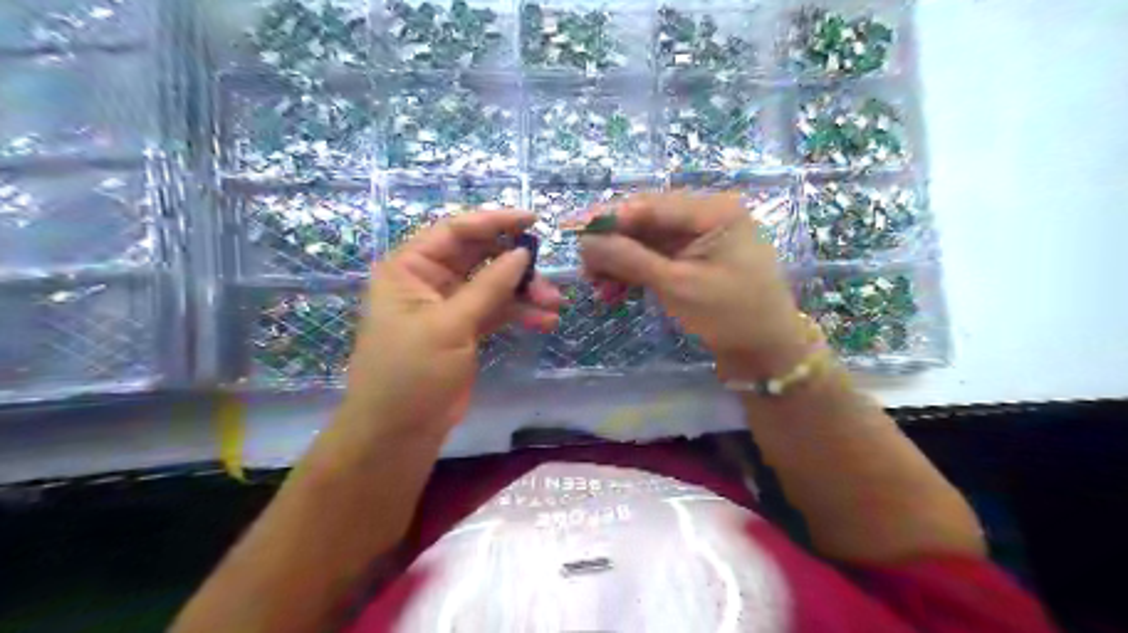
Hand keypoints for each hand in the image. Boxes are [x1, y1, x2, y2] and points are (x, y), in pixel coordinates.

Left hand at [338, 210, 557, 438]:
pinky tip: (544, 321)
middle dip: (516, 266)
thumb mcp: (450, 325)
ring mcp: (448, 306)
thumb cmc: (412, 372)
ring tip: (554, 305)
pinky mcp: (464, 329)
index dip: (495, 222)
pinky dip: (519, 313)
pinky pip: (496, 310)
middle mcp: (428, 280)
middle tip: (549, 278)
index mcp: (409, 268)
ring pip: (493, 285)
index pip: (456, 231)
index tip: (533, 221)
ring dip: (524, 292)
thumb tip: (522, 253)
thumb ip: (489, 286)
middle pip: (479, 257)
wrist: (400, 432)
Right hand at [581, 189, 811, 379]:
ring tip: (599, 288)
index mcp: (713, 210)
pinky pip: (655, 256)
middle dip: (612, 245)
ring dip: (620, 262)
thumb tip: (586, 240)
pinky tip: (615, 291)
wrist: (765, 349)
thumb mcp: (676, 285)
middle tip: (584, 269)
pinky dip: (634, 272)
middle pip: (645, 220)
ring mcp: (700, 236)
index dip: (607, 217)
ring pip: (646, 240)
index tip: (571, 230)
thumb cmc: (729, 314)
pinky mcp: (693, 256)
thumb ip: (630, 258)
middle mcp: (706, 214)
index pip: (649, 204)